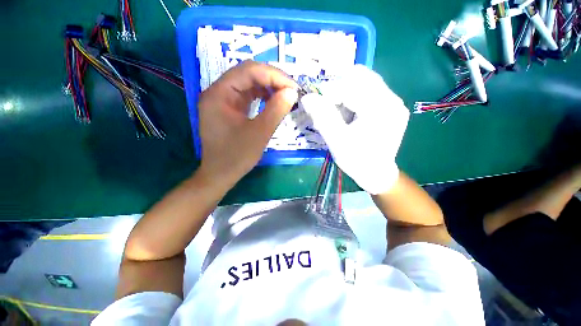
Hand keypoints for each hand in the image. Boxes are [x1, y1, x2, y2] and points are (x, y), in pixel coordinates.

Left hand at [197, 61, 297, 186]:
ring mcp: (222, 100)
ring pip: (248, 83)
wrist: (220, 174)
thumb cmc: (237, 157)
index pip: (249, 71)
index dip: (274, 75)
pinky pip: (247, 95)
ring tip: (284, 96)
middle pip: (247, 74)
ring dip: (268, 87)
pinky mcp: (228, 109)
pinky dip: (262, 96)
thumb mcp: (259, 133)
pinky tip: (272, 102)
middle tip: (291, 91)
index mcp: (219, 94)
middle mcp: (218, 91)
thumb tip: (292, 92)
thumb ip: (276, 110)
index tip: (293, 88)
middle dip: (272, 79)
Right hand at [300, 65, 408, 194]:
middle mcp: (392, 100)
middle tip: (325, 103)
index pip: (351, 87)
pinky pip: (370, 90)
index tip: (314, 99)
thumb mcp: (337, 141)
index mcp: (381, 109)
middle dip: (338, 86)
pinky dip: (354, 96)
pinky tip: (347, 111)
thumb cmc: (357, 160)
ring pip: (365, 81)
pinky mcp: (391, 107)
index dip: (329, 90)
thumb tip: (307, 98)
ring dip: (346, 90)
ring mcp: (394, 102)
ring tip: (336, 108)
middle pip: (361, 77)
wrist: (376, 174)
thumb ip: (323, 117)